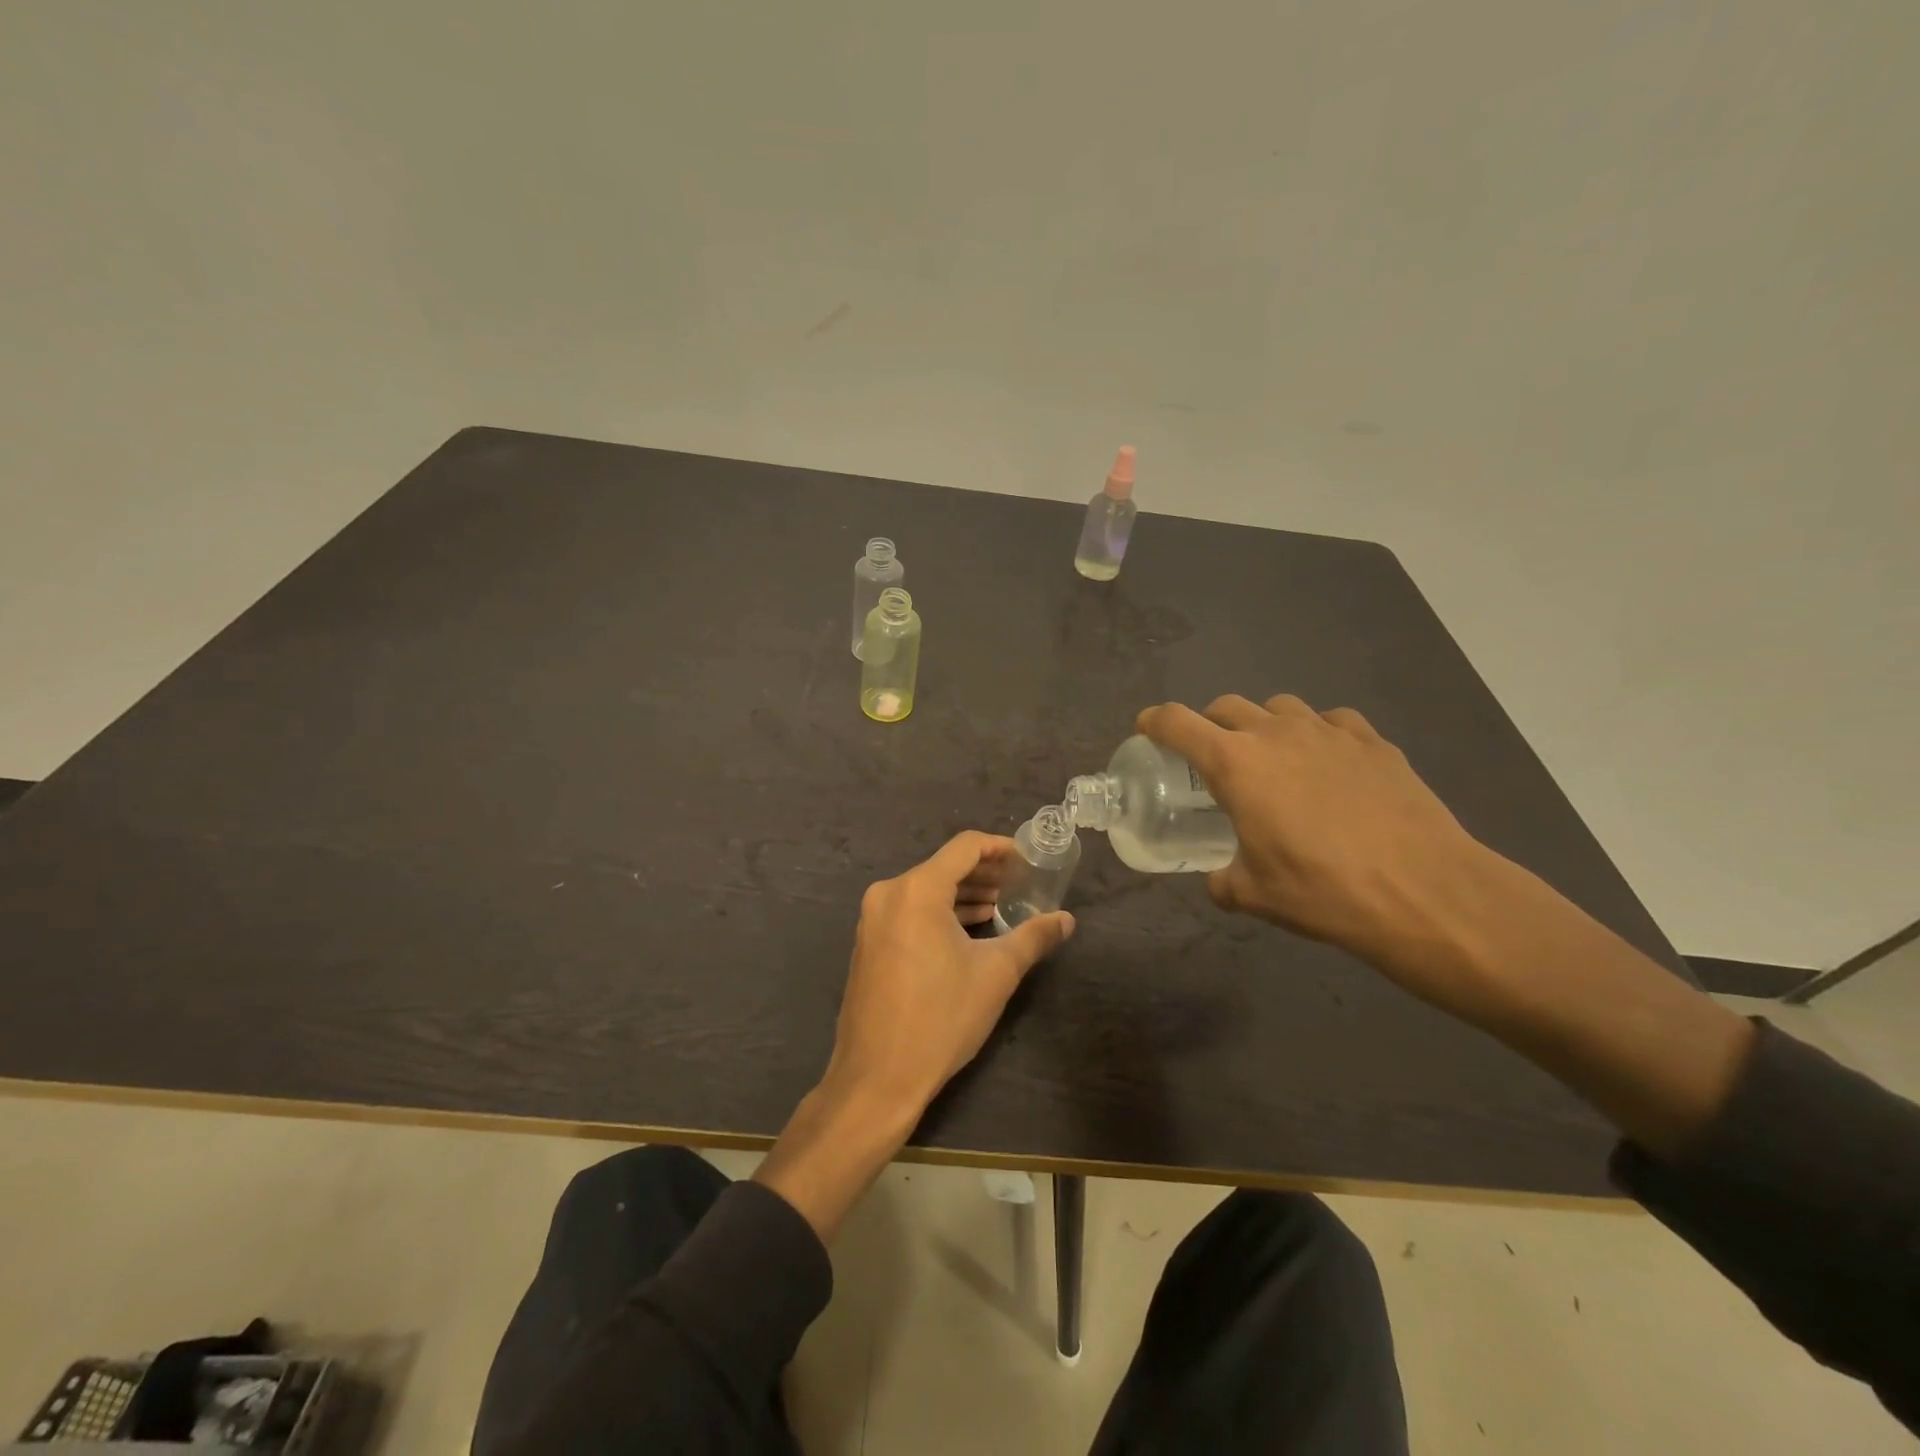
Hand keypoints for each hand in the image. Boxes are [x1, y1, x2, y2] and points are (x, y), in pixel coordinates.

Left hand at [825, 830, 1074, 1119]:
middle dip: (984, 874)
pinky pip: (909, 912)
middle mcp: (889, 894)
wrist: (877, 1079)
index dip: (1000, 848)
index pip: (965, 847)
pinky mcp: (868, 943)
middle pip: (944, 867)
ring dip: (963, 895)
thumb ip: (1033, 937)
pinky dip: (940, 913)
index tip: (1028, 860)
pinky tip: (968, 930)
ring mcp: (872, 919)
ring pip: (926, 890)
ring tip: (1000, 907)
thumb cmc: (941, 1018)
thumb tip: (1067, 920)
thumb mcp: (996, 974)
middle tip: (1021, 885)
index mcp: (917, 890)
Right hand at [1137, 695, 1500, 1002]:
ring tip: (1274, 759)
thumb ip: (1224, 880)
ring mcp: (1329, 732)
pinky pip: (1332, 722)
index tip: (1147, 729)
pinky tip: (1330, 765)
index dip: (1154, 722)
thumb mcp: (1255, 895)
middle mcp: (1276, 734)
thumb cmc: (1323, 891)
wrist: (1424, 892)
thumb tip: (1220, 880)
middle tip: (1214, 758)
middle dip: (1210, 725)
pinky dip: (1319, 734)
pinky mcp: (1374, 742)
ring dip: (1264, 725)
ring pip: (1280, 707)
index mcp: (1235, 764)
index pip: (1177, 723)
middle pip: (1226, 706)